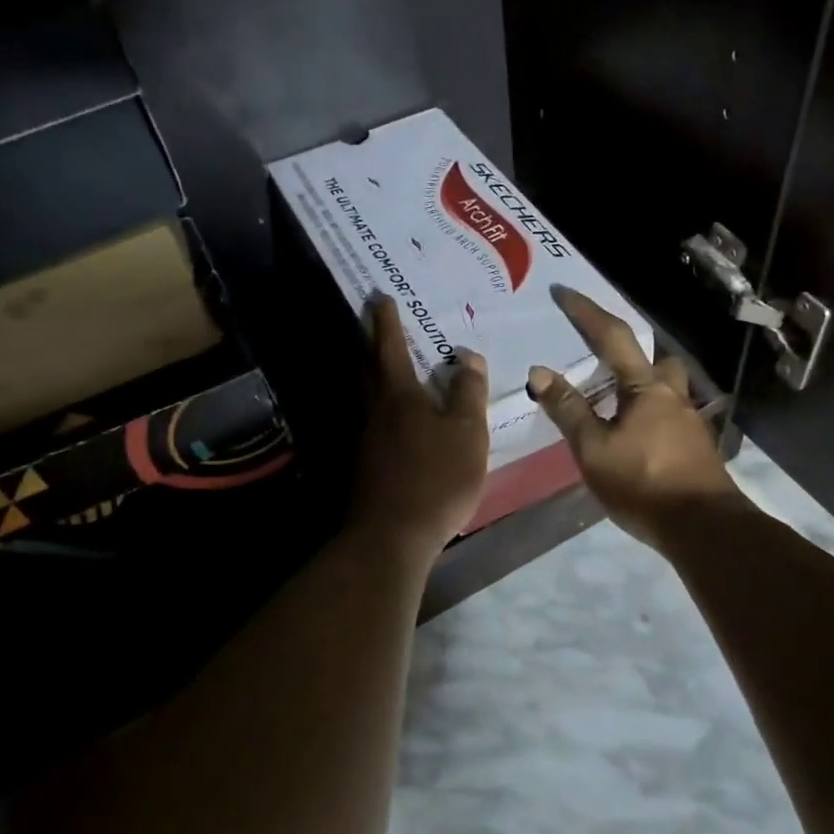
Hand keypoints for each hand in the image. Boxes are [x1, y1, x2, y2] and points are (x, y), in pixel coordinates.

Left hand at [349, 296, 490, 561]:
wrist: (392, 535)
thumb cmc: (436, 478)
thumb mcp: (466, 433)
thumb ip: (468, 393)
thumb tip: (467, 357)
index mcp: (399, 396)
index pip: (389, 347)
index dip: (386, 321)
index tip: (380, 297)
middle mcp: (375, 410)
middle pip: (368, 367)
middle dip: (370, 340)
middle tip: (373, 320)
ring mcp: (366, 439)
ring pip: (367, 394)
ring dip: (372, 372)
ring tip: (384, 362)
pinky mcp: (365, 464)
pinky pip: (372, 420)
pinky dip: (380, 405)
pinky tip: (393, 417)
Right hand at [528, 285, 743, 549]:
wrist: (704, 527)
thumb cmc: (643, 484)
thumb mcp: (594, 450)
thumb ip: (568, 410)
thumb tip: (540, 371)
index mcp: (646, 388)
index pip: (612, 338)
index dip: (586, 313)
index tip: (563, 292)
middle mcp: (672, 395)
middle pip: (653, 358)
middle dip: (628, 350)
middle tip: (600, 359)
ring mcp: (689, 421)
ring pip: (664, 387)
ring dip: (641, 384)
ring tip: (612, 402)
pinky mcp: (696, 446)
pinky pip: (667, 414)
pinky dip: (647, 413)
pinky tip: (634, 436)